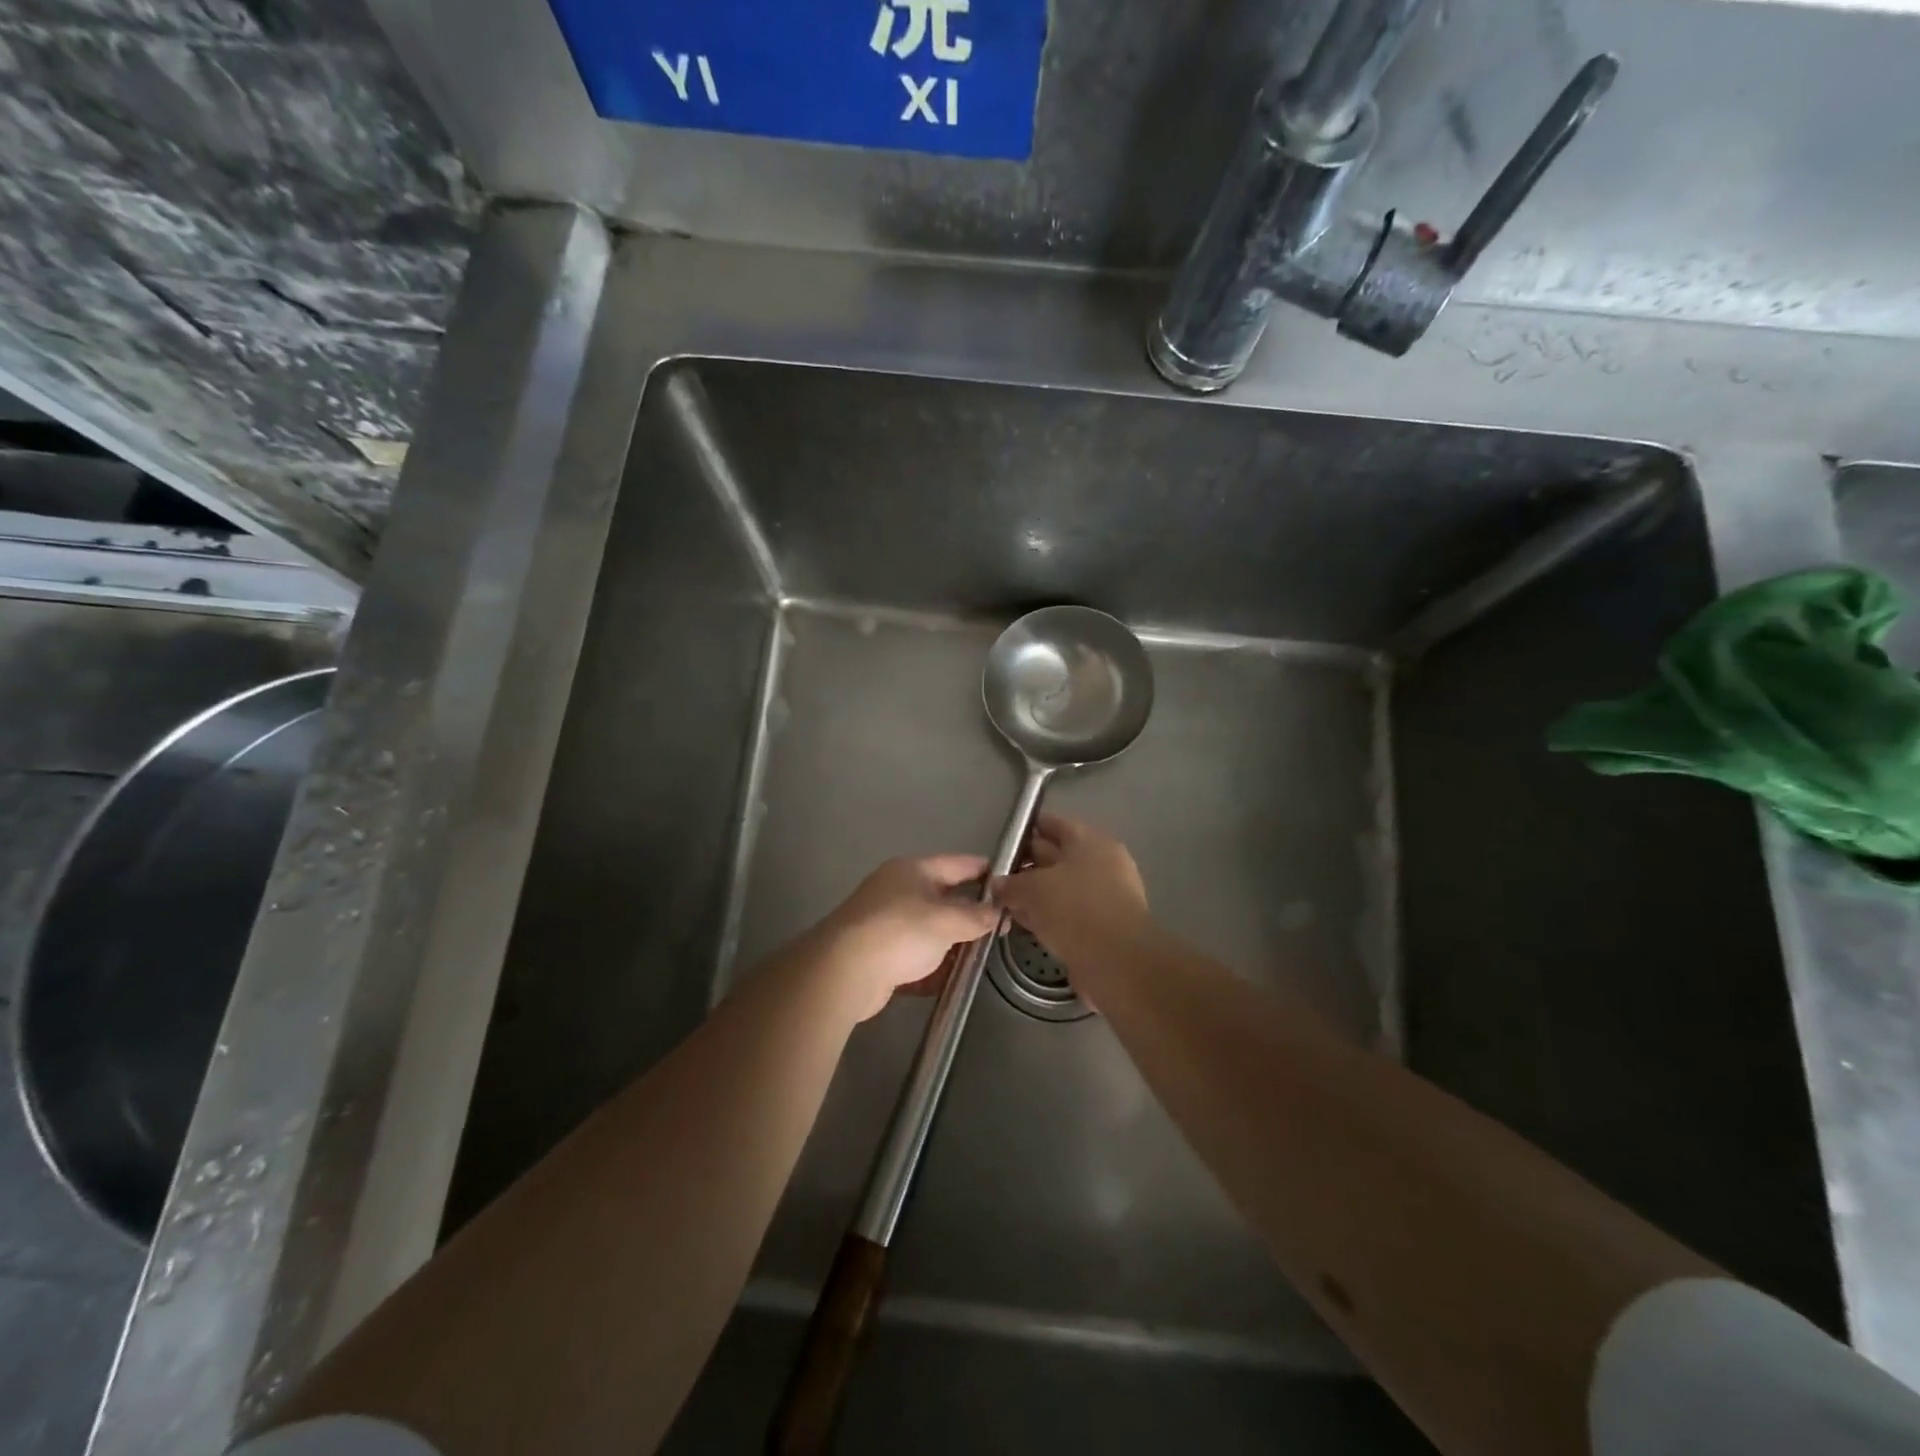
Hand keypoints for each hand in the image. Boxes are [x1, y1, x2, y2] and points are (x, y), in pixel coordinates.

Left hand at [814, 855, 1000, 1021]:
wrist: (844, 971)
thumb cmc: (901, 932)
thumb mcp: (947, 921)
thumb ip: (976, 916)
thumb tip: (996, 912)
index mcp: (913, 870)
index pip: (959, 863)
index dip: (986, 871)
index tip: (1011, 884)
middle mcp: (898, 889)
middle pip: (943, 896)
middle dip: (971, 912)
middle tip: (1001, 927)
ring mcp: (885, 921)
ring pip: (930, 928)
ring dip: (953, 941)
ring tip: (980, 956)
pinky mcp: (878, 952)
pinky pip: (914, 955)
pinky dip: (932, 964)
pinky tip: (950, 977)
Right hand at [993, 814, 1150, 972]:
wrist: (1117, 961)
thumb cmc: (1075, 909)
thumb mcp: (1033, 889)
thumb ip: (1011, 883)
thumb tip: (998, 883)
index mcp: (1090, 841)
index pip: (1054, 825)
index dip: (1027, 830)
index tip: (1003, 843)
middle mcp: (1102, 863)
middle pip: (1057, 856)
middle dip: (1028, 865)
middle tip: (998, 876)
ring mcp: (1105, 896)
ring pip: (1061, 888)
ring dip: (1036, 895)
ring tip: (1006, 903)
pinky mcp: (1103, 926)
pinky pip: (1069, 913)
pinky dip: (1049, 916)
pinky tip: (1026, 925)